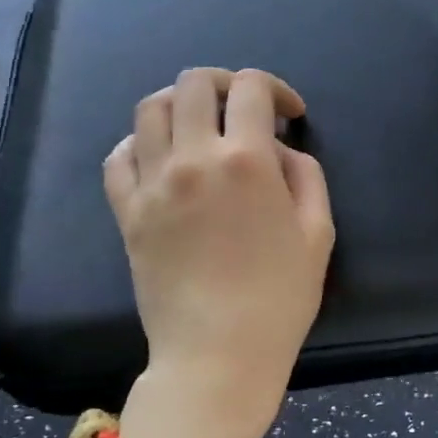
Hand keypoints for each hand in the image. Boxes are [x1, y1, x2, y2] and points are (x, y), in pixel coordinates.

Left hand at [104, 69, 334, 437]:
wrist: (218, 353)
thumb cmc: (281, 297)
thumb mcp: (319, 232)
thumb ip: (306, 175)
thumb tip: (279, 151)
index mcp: (247, 160)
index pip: (251, 88)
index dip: (275, 89)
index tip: (289, 114)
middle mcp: (193, 158)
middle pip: (193, 84)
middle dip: (225, 84)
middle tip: (244, 110)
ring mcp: (152, 184)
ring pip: (150, 110)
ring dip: (180, 105)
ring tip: (201, 127)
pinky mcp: (126, 212)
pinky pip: (118, 157)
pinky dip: (139, 143)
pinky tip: (161, 158)